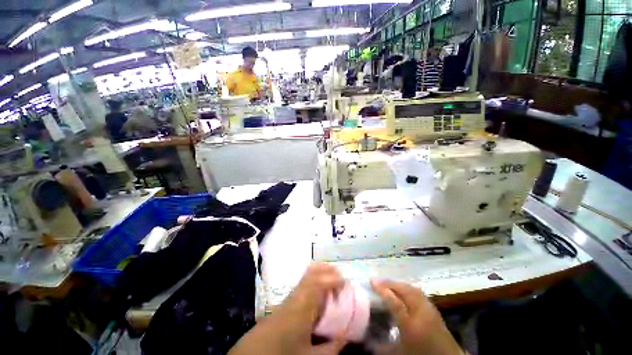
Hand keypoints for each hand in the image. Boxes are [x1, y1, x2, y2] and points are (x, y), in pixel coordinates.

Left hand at [229, 263, 346, 354]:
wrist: (256, 351)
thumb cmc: (283, 352)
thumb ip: (331, 348)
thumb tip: (346, 338)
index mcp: (304, 305)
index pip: (320, 283)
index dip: (335, 279)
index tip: (347, 283)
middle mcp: (298, 294)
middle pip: (314, 271)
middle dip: (329, 271)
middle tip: (342, 279)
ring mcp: (292, 293)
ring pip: (309, 274)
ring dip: (322, 273)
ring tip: (334, 281)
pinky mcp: (289, 297)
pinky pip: (305, 281)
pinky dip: (316, 279)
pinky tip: (321, 290)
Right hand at [371, 279, 462, 354]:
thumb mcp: (402, 353)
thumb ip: (384, 346)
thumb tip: (369, 341)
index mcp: (412, 326)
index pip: (395, 302)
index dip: (382, 290)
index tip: (371, 281)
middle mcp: (422, 313)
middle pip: (404, 291)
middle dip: (390, 283)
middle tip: (377, 280)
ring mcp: (430, 309)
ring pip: (412, 289)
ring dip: (398, 284)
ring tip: (387, 283)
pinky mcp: (434, 309)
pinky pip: (418, 292)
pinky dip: (407, 287)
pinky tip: (403, 289)